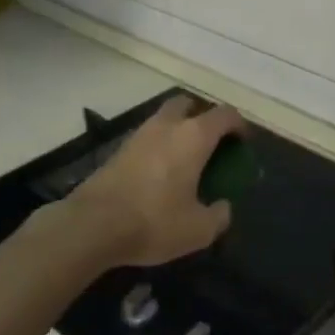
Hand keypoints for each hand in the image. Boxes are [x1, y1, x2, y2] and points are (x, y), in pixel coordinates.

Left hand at [61, 95, 246, 269]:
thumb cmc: (154, 221)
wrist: (92, 226)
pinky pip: (147, 138)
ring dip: (177, 130)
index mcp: (194, 137)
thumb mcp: (198, 230)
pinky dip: (158, 146)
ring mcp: (139, 135)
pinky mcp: (118, 150)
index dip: (238, 125)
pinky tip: (159, 173)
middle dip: (202, 117)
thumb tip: (223, 207)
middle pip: (188, 104)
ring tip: (184, 160)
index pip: (224, 115)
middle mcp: (167, 126)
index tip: (243, 142)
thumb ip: (219, 215)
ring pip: (164, 119)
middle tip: (210, 143)